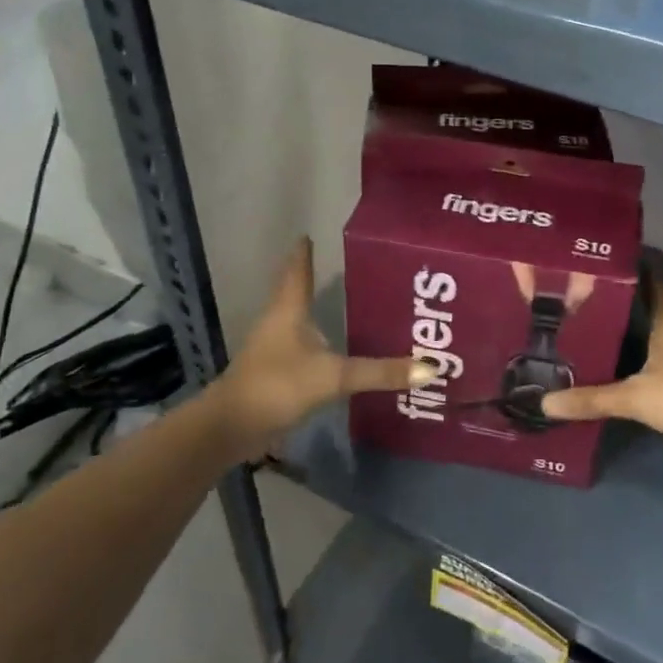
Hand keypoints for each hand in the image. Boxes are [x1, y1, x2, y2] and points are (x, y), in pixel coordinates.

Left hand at [209, 239, 428, 457]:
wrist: (231, 428)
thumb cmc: (278, 385)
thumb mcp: (334, 376)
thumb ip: (380, 372)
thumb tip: (431, 367)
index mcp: (288, 310)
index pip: (298, 270)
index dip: (304, 252)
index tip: (311, 234)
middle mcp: (278, 322)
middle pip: (296, 292)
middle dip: (316, 279)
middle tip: (348, 269)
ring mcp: (273, 349)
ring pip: (297, 321)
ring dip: (317, 312)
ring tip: (347, 306)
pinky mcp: (274, 374)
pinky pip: (300, 349)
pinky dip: (316, 343)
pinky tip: (333, 350)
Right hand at [540, 282, 662, 478]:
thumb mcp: (634, 397)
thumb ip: (592, 399)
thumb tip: (546, 403)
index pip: (651, 282)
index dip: (631, 271)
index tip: (603, 265)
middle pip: (655, 305)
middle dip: (627, 302)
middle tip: (591, 299)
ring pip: (662, 331)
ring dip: (639, 329)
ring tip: (604, 329)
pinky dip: (650, 354)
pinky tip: (631, 365)